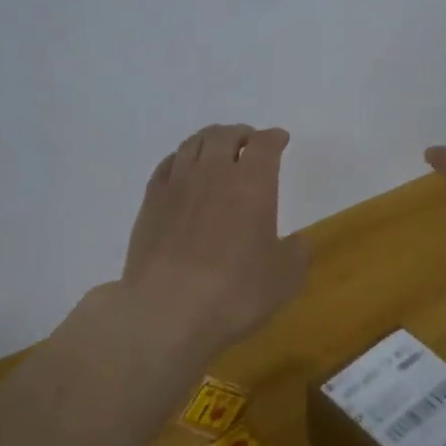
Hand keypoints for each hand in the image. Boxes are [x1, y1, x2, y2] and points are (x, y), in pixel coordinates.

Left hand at [117, 124, 307, 361]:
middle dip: (241, 134)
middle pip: (225, 136)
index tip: (281, 139)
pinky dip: (181, 158)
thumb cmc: (235, 293)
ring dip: (210, 140)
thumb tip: (296, 241)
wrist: (166, 311)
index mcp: (253, 184)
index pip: (265, 145)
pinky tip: (183, 169)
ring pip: (193, 144)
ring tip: (217, 149)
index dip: (275, 138)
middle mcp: (214, 174)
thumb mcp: (285, 279)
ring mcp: (177, 185)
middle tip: (249, 142)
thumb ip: (296, 253)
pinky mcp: (149, 202)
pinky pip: (167, 165)